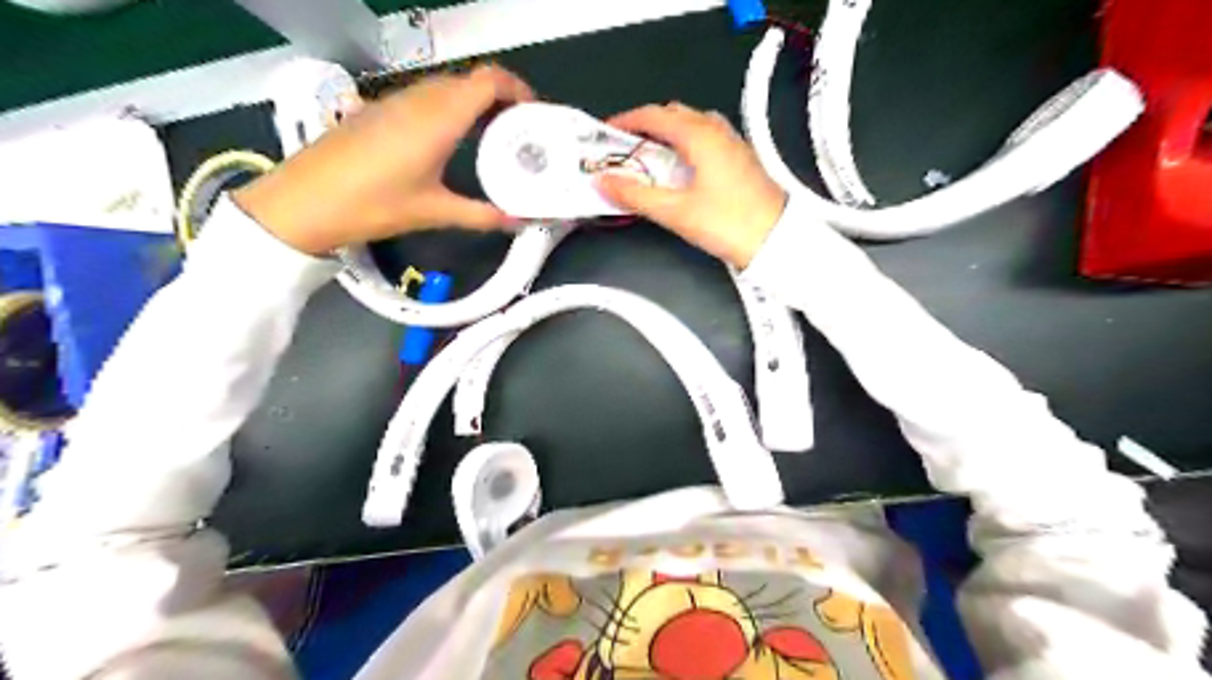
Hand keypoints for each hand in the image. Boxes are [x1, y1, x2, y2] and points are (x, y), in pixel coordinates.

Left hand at [234, 64, 532, 254]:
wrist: (304, 201)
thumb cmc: (373, 204)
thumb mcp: (433, 212)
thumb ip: (481, 215)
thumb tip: (516, 221)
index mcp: (439, 118)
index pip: (488, 80)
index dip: (518, 88)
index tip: (535, 113)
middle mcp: (420, 100)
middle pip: (471, 80)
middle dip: (501, 98)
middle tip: (520, 132)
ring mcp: (396, 101)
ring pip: (448, 87)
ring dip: (475, 102)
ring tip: (493, 137)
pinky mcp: (380, 110)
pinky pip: (427, 98)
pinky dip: (451, 109)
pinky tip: (453, 140)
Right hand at [596, 105, 787, 267]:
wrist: (776, 240)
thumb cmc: (731, 224)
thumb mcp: (675, 212)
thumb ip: (636, 195)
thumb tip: (607, 183)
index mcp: (701, 136)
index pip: (654, 115)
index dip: (626, 121)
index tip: (607, 132)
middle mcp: (718, 132)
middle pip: (673, 115)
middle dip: (645, 126)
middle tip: (625, 147)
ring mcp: (732, 144)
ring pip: (692, 125)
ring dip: (667, 134)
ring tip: (649, 158)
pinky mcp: (740, 160)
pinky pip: (706, 139)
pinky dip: (685, 145)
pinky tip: (680, 169)